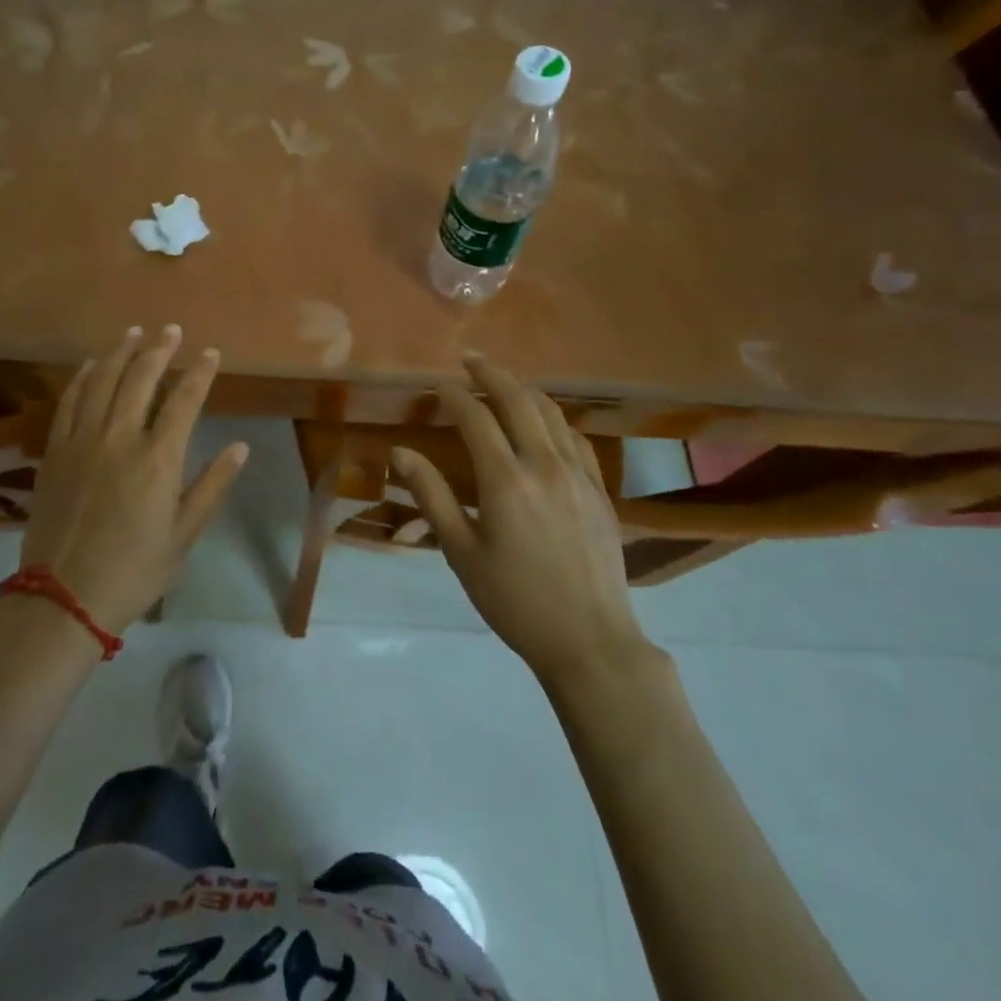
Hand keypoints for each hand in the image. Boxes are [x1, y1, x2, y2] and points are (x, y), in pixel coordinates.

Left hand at [23, 325, 246, 633]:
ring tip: (134, 332)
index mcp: (158, 459)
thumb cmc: (133, 571)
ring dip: (120, 352)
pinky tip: (92, 364)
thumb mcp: (183, 535)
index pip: (185, 400)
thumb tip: (241, 447)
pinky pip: (69, 401)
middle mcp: (119, 437)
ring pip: (103, 380)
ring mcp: (82, 440)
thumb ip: (212, 486)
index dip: (200, 372)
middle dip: (160, 349)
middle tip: (171, 330)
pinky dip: (83, 377)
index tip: (210, 353)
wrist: (62, 598)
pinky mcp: (54, 450)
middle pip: (141, 378)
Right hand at [392, 354, 645, 681]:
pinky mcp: (600, 489)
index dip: (454, 396)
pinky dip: (555, 419)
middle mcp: (545, 464)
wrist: (590, 640)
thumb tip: (400, 452)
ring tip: (503, 382)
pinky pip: (576, 437)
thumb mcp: (461, 552)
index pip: (475, 418)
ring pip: (551, 413)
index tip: (438, 386)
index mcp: (506, 480)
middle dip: (491, 374)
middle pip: (518, 400)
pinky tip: (545, 423)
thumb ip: (432, 495)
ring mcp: (579, 474)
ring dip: (524, 390)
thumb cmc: (514, 600)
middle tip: (470, 360)